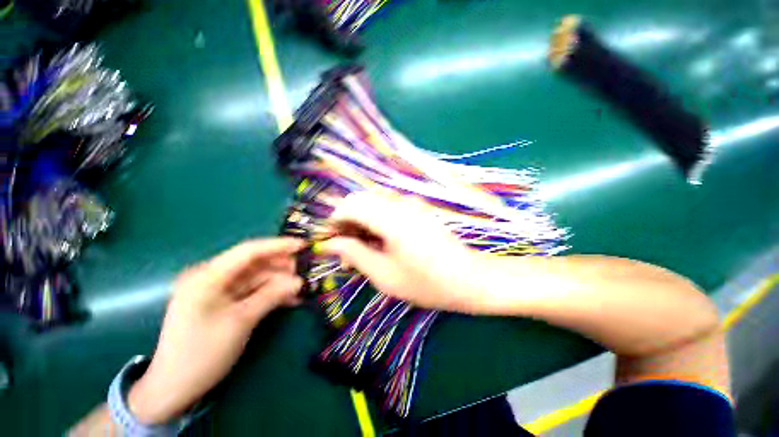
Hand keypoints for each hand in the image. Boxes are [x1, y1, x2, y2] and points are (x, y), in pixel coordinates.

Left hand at [128, 238, 304, 423]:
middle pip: (255, 264)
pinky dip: (270, 294)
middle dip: (282, 266)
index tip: (304, 245)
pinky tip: (290, 300)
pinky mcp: (223, 303)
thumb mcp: (241, 321)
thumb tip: (300, 281)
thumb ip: (272, 295)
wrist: (174, 388)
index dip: (279, 245)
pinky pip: (252, 292)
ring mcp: (218, 291)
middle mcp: (212, 277)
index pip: (249, 251)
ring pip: (257, 278)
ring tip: (302, 288)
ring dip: (280, 282)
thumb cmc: (202, 353)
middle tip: (307, 271)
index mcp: (208, 276)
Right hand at [318, 192, 487, 312]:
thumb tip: (330, 244)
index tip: (331, 242)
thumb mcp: (384, 275)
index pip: (350, 204)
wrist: (470, 279)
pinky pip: (388, 208)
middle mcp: (400, 203)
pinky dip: (376, 222)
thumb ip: (354, 254)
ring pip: (373, 204)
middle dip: (348, 222)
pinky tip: (381, 243)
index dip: (335, 221)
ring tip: (364, 251)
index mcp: (391, 218)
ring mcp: (411, 204)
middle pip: (360, 201)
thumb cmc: (427, 283)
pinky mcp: (418, 209)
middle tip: (348, 251)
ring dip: (362, 223)